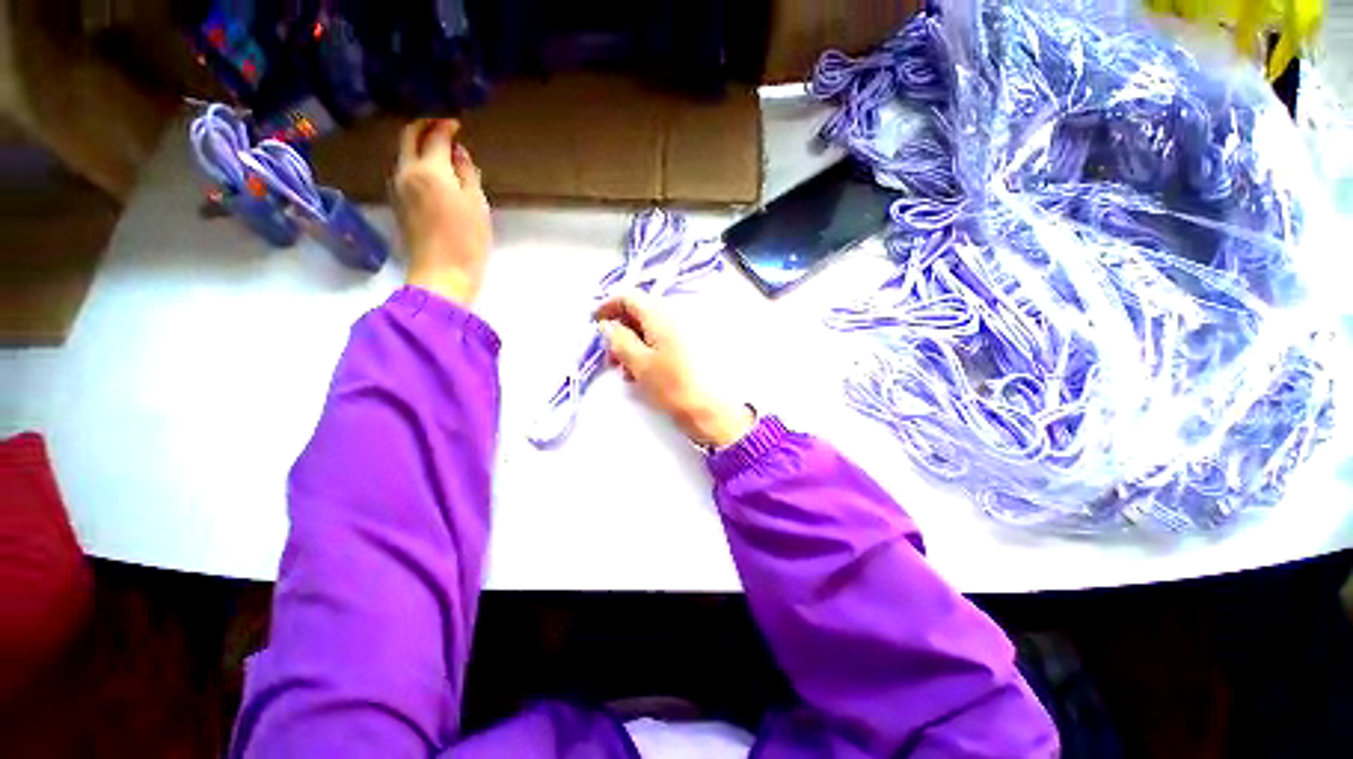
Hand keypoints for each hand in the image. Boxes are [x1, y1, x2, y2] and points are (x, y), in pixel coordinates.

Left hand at [393, 119, 491, 305]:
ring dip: (419, 146)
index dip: (445, 126)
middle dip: (424, 127)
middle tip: (442, 128)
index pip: (434, 136)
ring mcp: (397, 187)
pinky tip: (433, 174)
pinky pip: (405, 171)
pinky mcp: (397, 203)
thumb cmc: (467, 240)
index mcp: (429, 169)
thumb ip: (467, 173)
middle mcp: (406, 171)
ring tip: (441, 153)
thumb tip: (457, 154)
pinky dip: (417, 163)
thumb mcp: (476, 204)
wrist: (441, 273)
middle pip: (408, 137)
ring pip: (404, 154)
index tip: (457, 124)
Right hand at [595, 293, 754, 448]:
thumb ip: (619, 339)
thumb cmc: (673, 385)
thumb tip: (608, 325)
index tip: (594, 323)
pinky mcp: (693, 345)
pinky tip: (644, 372)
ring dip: (634, 344)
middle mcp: (676, 314)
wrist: (712, 408)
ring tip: (627, 371)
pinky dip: (650, 350)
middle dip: (621, 332)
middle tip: (611, 357)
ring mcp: (687, 330)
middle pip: (641, 313)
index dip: (608, 306)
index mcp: (661, 313)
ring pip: (652, 329)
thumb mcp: (638, 362)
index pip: (629, 297)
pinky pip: (665, 339)